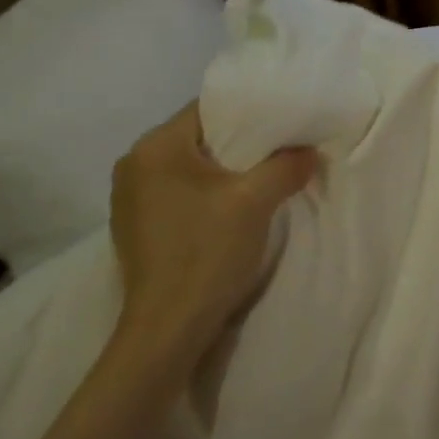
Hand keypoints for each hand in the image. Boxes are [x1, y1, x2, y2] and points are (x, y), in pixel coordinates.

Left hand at [109, 103, 316, 362]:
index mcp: (153, 147)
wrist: (169, 328)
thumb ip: (285, 166)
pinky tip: (229, 213)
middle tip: (279, 152)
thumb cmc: (207, 253)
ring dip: (223, 173)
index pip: (207, 109)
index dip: (249, 113)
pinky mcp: (136, 228)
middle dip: (239, 145)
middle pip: (197, 138)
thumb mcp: (255, 202)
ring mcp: (129, 199)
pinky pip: (177, 195)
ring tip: (260, 181)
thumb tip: (309, 151)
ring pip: (188, 169)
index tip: (283, 123)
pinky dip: (204, 196)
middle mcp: (133, 165)